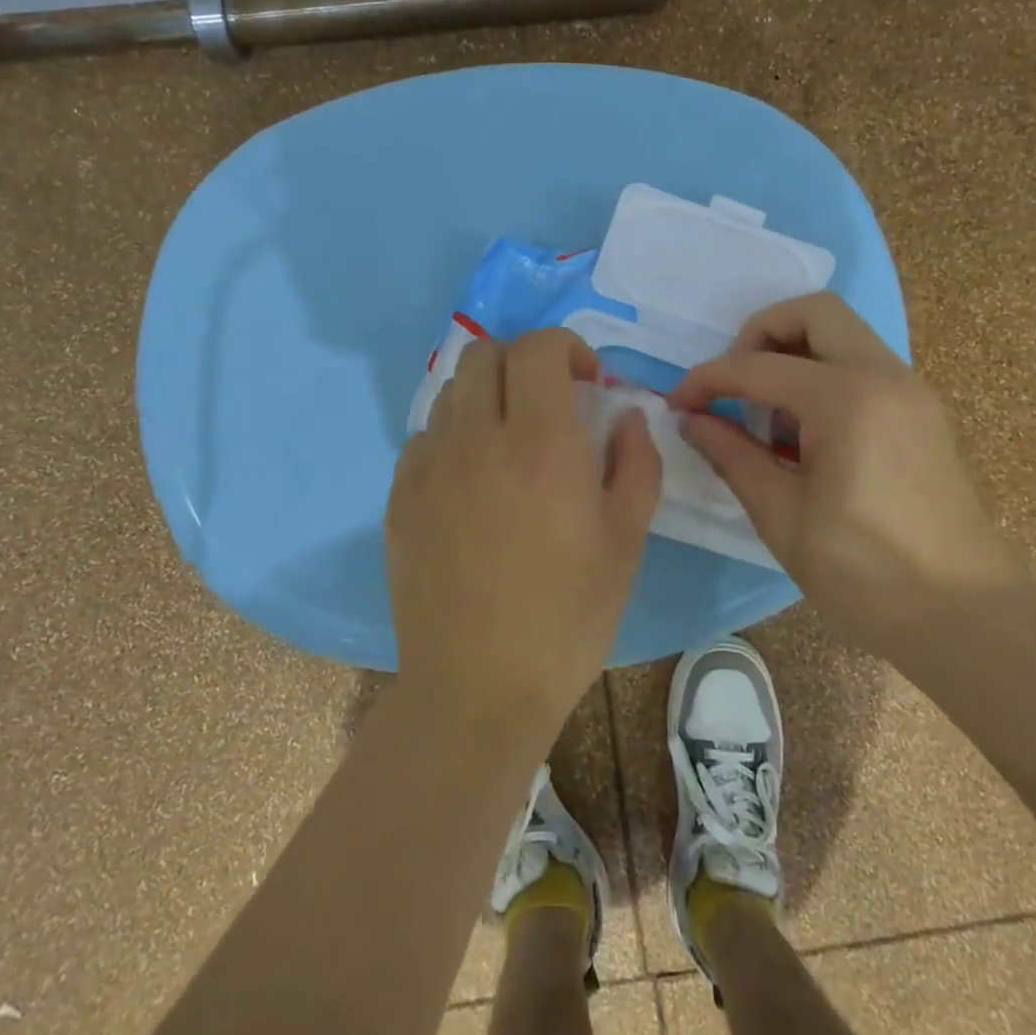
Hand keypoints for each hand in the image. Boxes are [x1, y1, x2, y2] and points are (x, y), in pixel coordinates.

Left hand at [385, 327, 661, 751]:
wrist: (477, 687)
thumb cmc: (567, 615)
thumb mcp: (626, 539)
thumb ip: (636, 461)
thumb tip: (626, 414)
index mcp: (540, 442)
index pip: (539, 347)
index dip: (567, 347)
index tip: (588, 382)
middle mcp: (477, 437)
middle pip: (485, 352)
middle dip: (523, 361)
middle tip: (549, 402)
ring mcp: (429, 465)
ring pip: (452, 390)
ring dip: (487, 395)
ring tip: (510, 439)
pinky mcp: (399, 495)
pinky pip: (425, 437)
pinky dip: (453, 436)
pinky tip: (471, 481)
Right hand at [669, 294, 1020, 651]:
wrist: (969, 618)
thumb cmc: (866, 574)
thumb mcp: (782, 516)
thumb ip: (732, 456)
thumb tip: (692, 421)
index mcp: (847, 399)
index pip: (758, 366)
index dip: (708, 379)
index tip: (678, 402)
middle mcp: (885, 375)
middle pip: (814, 312)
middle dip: (761, 334)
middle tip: (735, 385)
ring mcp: (912, 390)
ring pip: (843, 334)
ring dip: (795, 354)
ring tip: (769, 417)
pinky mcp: (922, 412)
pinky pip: (864, 366)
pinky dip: (825, 376)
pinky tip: (807, 434)